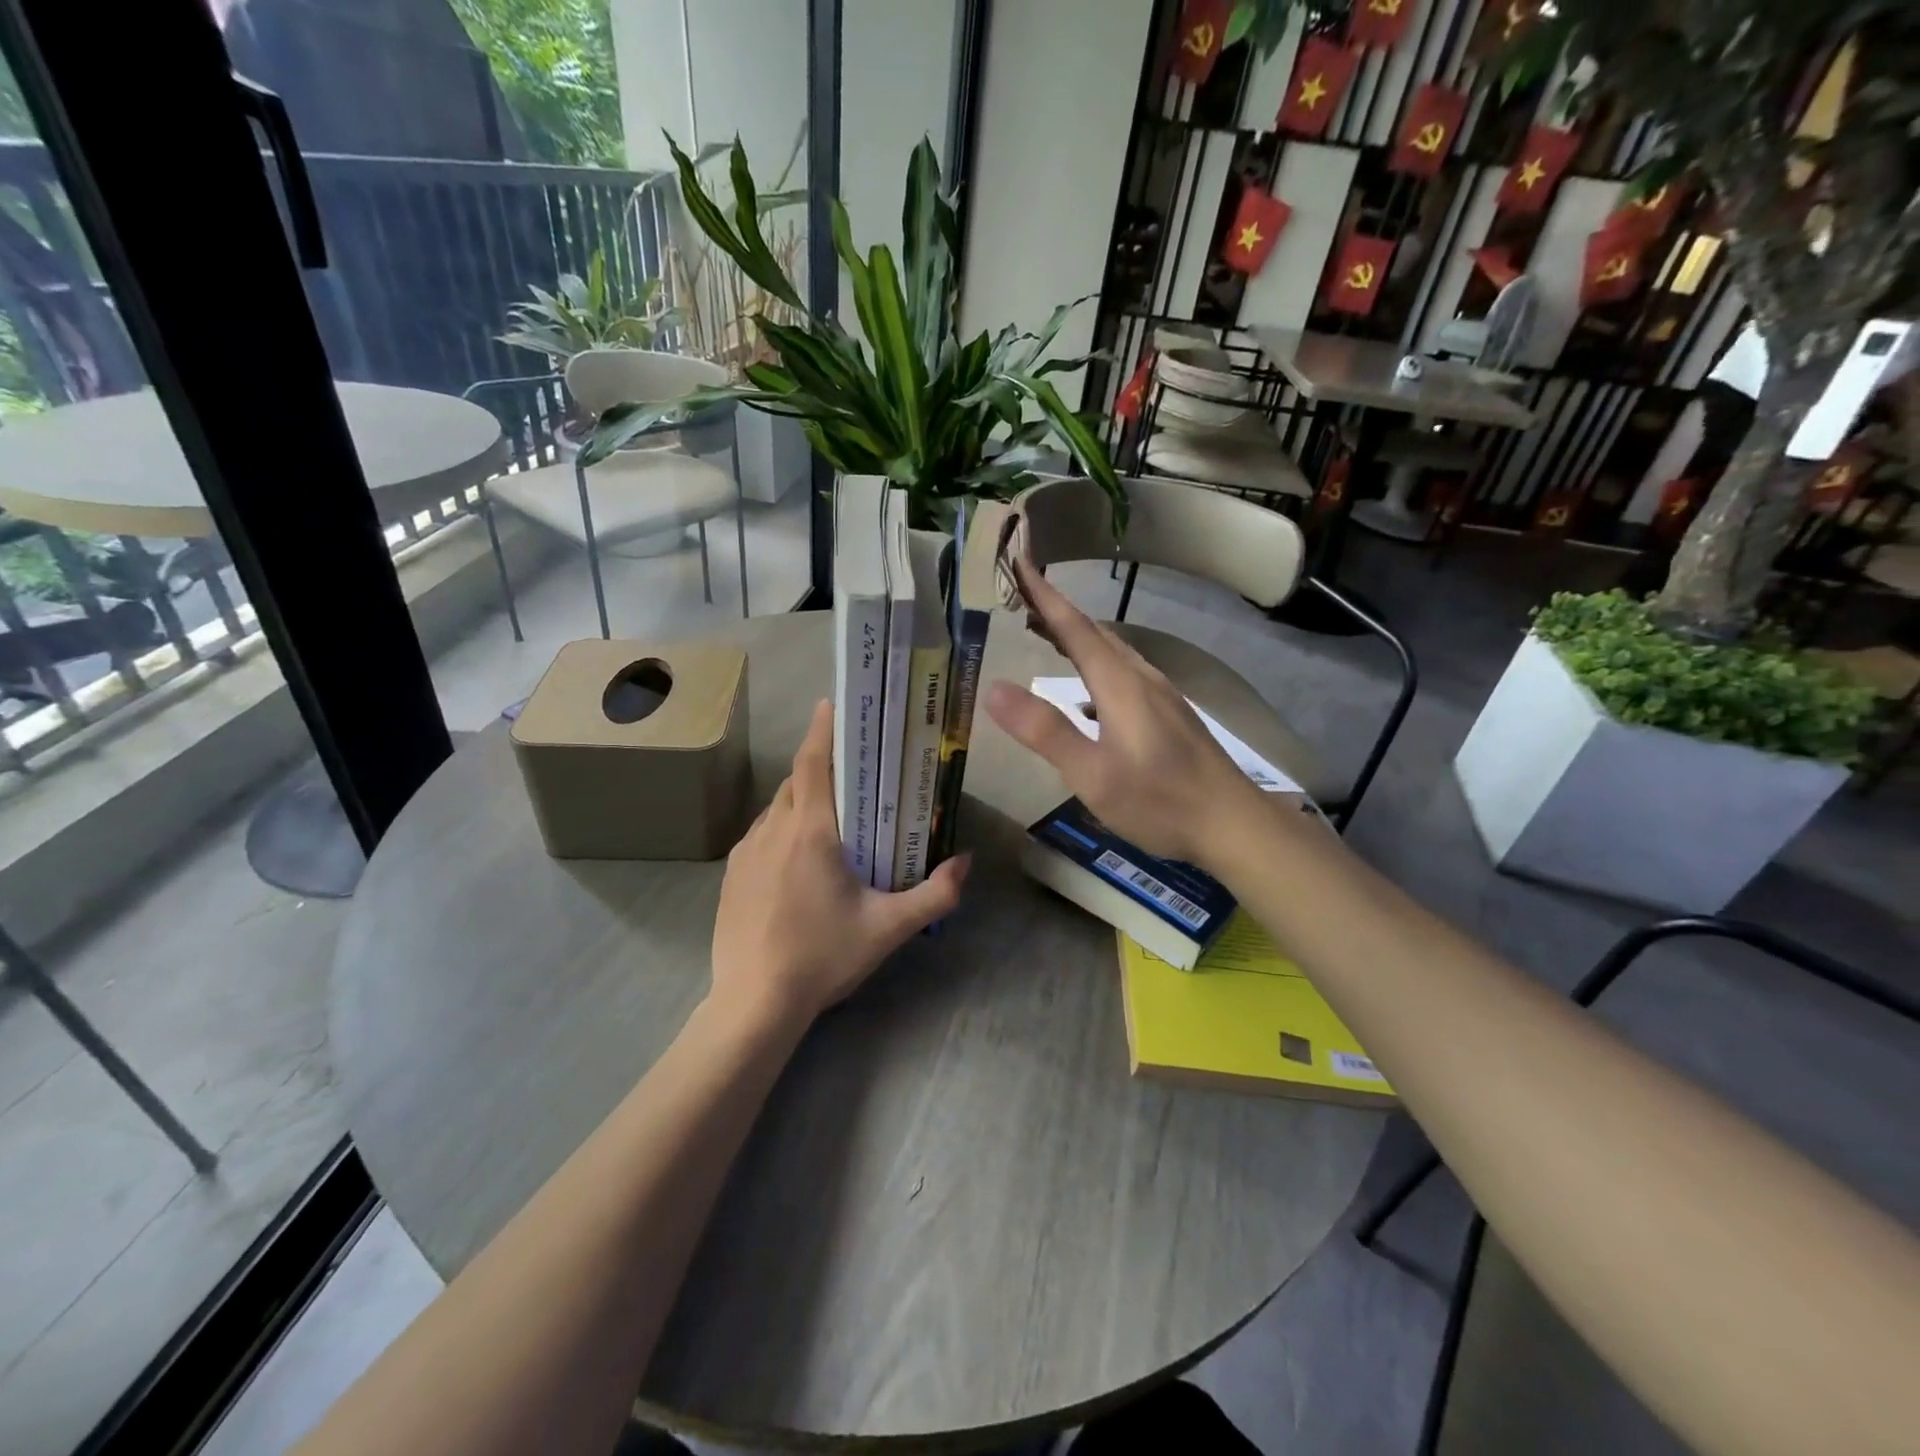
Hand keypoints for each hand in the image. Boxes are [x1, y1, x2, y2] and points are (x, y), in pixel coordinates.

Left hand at [711, 699, 969, 1028]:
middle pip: (796, 782)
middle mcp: (772, 830)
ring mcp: (745, 853)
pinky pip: (760, 835)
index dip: (822, 729)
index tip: (832, 704)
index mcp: (810, 832)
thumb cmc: (823, 957)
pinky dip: (782, 829)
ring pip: (776, 808)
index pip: (813, 763)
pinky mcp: (730, 876)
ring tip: (830, 816)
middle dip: (821, 768)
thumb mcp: (888, 928)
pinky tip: (798, 859)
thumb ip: (934, 894)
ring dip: (801, 800)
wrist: (753, 1004)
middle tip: (853, 771)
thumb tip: (966, 863)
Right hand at [984, 552, 1260, 867]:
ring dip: (1076, 635)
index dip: (1044, 595)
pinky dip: (1096, 659)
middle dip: (1056, 611)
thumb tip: (994, 688)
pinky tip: (1090, 683)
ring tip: (1046, 632)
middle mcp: (1142, 677)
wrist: (1233, 824)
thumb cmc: (1158, 801)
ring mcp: (1161, 694)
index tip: (1020, 561)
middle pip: (1094, 632)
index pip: (1074, 627)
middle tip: (1020, 597)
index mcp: (1119, 683)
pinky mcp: (1171, 713)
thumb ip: (1044, 730)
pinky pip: (1124, 669)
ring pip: (1112, 650)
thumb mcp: (1091, 774)